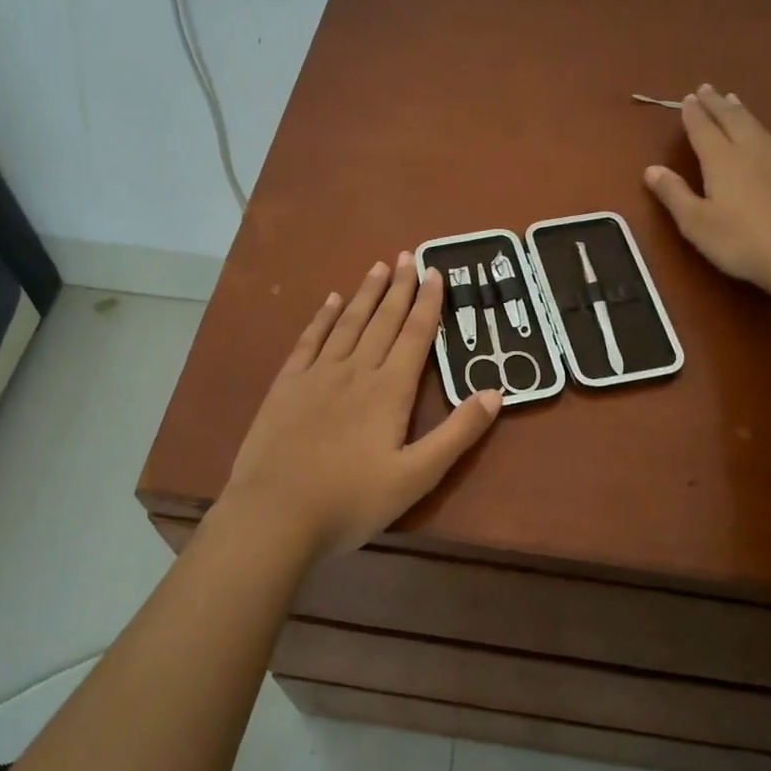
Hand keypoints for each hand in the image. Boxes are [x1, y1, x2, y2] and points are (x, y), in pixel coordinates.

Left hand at [215, 254, 501, 561]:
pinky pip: (309, 340)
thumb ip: (457, 434)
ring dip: (366, 294)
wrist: (274, 515)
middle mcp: (355, 371)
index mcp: (389, 391)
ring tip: (378, 267)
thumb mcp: (416, 476)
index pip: (416, 335)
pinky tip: (330, 300)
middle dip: (399, 287)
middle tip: (408, 255)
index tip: (435, 272)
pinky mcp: (286, 386)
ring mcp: (317, 375)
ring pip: (348, 323)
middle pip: (383, 321)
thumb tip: (496, 392)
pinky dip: (322, 317)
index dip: (428, 303)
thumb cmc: (351, 501)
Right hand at [644, 84, 770, 295]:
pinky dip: (758, 129)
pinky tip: (761, 137)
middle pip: (732, 120)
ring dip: (741, 112)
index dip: (694, 114)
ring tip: (734, 100)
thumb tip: (652, 169)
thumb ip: (674, 194)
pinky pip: (770, 140)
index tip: (688, 98)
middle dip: (717, 104)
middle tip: (708, 87)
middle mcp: (749, 153)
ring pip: (755, 127)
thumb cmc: (741, 240)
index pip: (704, 130)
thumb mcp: (696, 222)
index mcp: (722, 161)